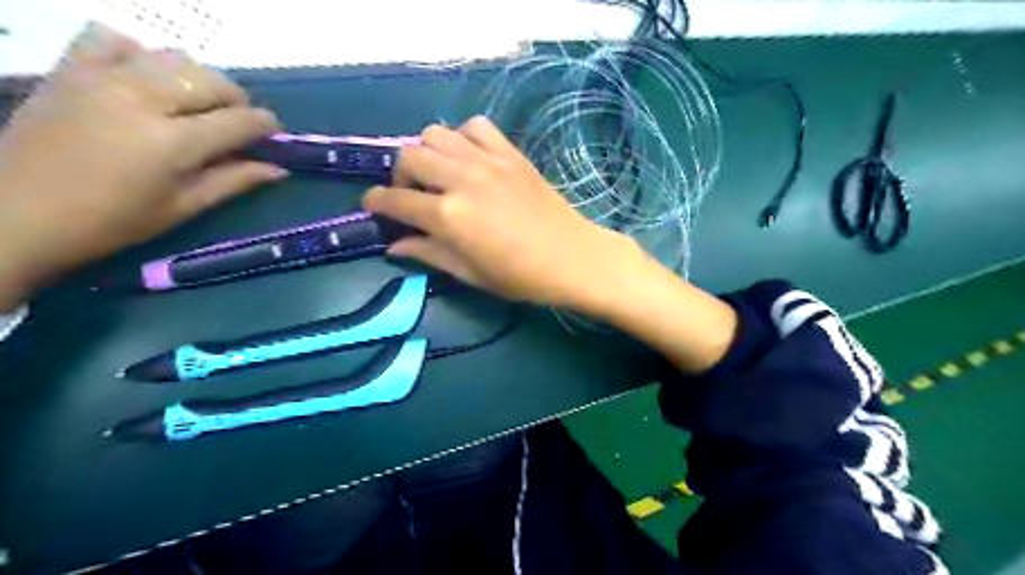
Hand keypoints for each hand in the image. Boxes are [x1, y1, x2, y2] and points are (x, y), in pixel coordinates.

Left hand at [0, 25, 282, 310]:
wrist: (16, 213)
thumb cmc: (111, 222)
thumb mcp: (182, 208)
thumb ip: (232, 182)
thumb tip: (277, 169)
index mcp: (174, 142)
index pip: (239, 121)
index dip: (265, 125)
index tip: (274, 133)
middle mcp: (143, 99)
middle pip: (211, 81)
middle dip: (237, 100)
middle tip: (238, 123)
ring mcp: (102, 78)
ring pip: (172, 57)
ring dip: (197, 77)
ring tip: (196, 102)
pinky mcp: (69, 70)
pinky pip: (111, 38)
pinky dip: (138, 53)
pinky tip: (143, 78)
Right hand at [365, 118, 643, 310]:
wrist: (572, 257)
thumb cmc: (521, 276)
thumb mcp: (470, 273)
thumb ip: (429, 253)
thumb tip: (394, 245)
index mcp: (449, 216)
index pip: (396, 200)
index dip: (376, 202)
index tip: (372, 206)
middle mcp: (461, 179)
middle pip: (409, 156)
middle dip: (399, 175)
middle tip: (411, 195)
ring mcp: (487, 160)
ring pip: (436, 134)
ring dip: (427, 152)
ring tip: (439, 175)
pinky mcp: (510, 152)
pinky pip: (475, 126)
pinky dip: (463, 137)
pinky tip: (469, 158)